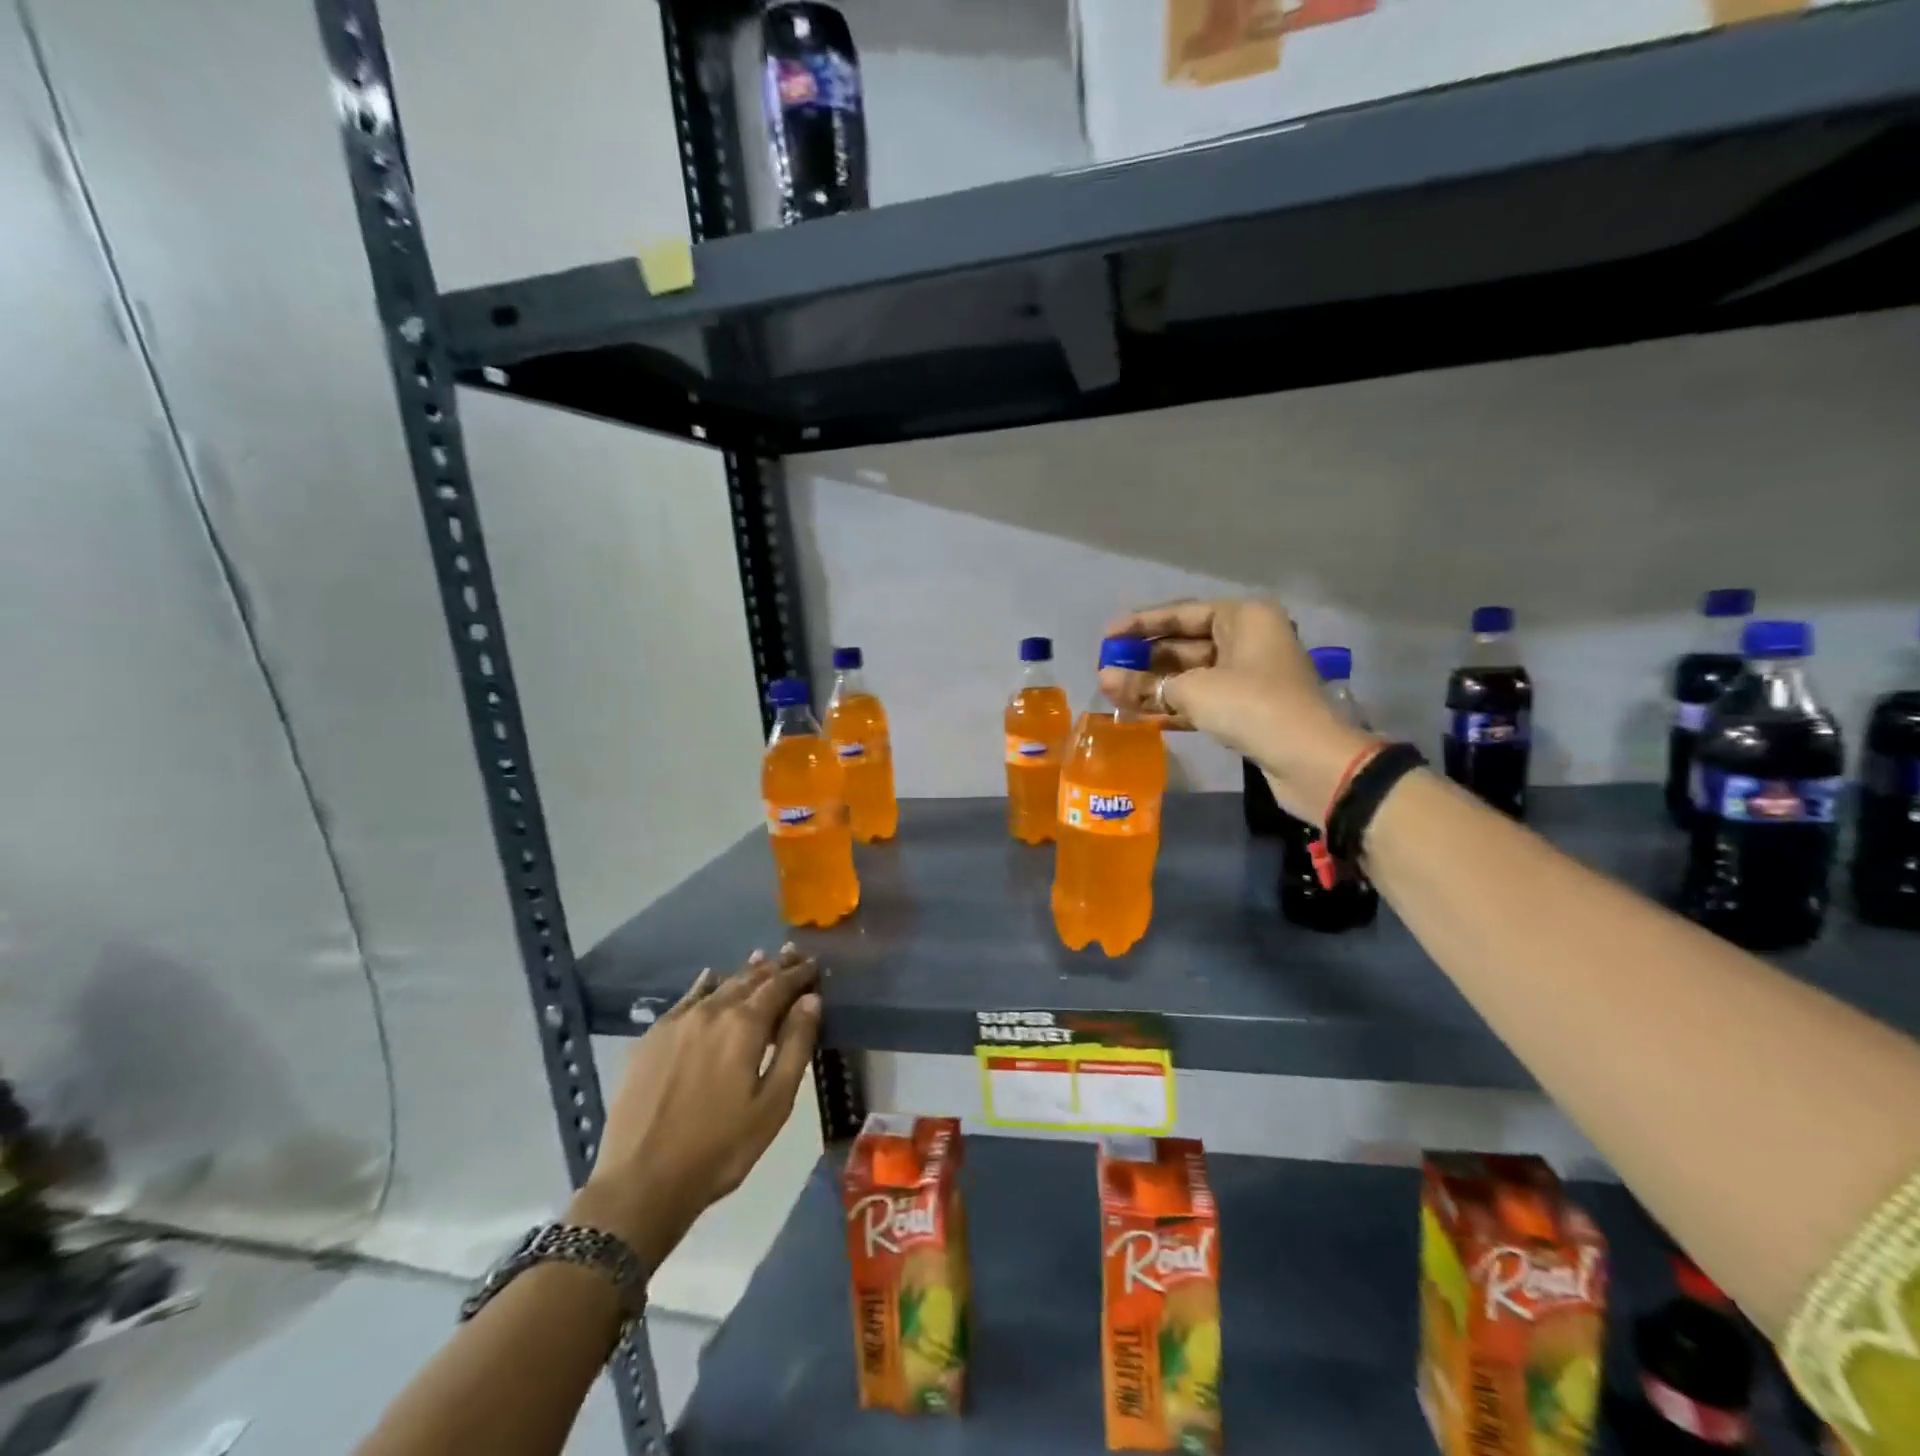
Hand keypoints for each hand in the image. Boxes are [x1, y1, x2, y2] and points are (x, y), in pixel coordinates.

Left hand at [569, 947, 820, 1271]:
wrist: (641, 1183)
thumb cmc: (720, 1149)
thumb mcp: (774, 1104)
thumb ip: (796, 1046)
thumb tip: (811, 999)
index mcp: (745, 1025)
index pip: (779, 986)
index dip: (798, 974)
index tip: (813, 964)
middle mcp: (711, 1011)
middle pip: (749, 979)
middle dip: (773, 967)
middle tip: (792, 955)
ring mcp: (677, 1022)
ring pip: (718, 986)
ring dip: (743, 973)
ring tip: (760, 961)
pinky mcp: (651, 1038)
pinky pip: (686, 998)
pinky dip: (706, 985)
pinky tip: (710, 979)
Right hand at [1099, 597, 1371, 821]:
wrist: (1307, 759)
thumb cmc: (1251, 706)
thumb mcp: (1194, 690)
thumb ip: (1147, 683)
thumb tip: (1105, 679)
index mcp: (1243, 617)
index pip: (1182, 614)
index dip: (1141, 624)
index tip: (1107, 635)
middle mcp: (1247, 639)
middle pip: (1184, 644)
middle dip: (1144, 659)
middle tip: (1105, 667)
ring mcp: (1248, 675)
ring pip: (1190, 675)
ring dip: (1152, 685)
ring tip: (1111, 692)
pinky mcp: (1246, 708)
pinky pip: (1200, 699)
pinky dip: (1171, 705)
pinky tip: (1137, 714)